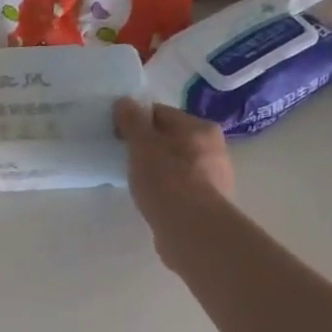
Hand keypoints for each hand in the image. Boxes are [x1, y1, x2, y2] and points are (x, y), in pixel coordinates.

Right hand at [115, 97, 235, 261]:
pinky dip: (167, 190)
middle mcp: (214, 148)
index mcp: (200, 128)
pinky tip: (153, 201)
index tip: (117, 136)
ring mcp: (215, 177)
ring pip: (178, 164)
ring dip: (158, 169)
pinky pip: (182, 188)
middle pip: (172, 139)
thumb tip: (125, 101)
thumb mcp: (142, 146)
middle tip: (125, 160)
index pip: (161, 114)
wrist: (192, 230)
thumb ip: (133, 122)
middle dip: (149, 146)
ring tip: (137, 183)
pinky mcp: (210, 203)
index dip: (136, 121)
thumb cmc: (166, 181)